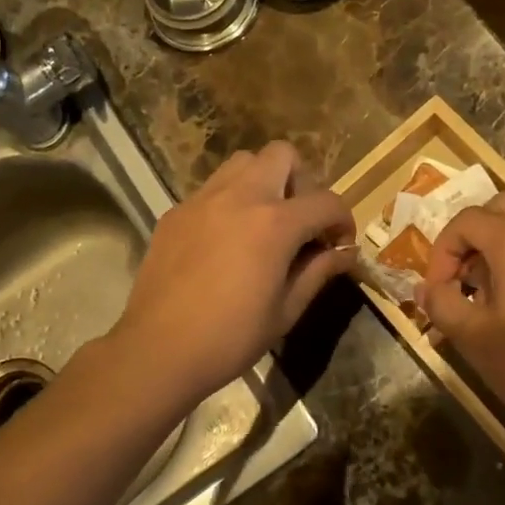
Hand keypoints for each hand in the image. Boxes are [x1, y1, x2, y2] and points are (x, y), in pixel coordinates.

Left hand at [111, 143, 355, 405]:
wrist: (159, 349)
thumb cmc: (231, 337)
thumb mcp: (286, 310)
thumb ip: (318, 272)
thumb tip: (344, 253)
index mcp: (274, 223)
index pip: (326, 201)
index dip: (343, 221)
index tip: (339, 245)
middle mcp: (240, 197)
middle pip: (282, 155)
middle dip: (301, 182)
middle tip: (299, 222)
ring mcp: (202, 200)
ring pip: (243, 162)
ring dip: (263, 182)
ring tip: (262, 223)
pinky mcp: (176, 212)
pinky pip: (211, 188)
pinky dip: (229, 201)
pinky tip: (225, 241)